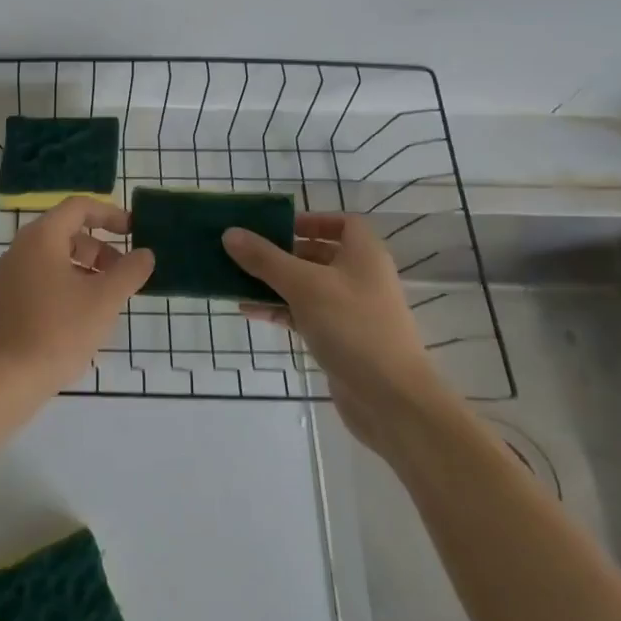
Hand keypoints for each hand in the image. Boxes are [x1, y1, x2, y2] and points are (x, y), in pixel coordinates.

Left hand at [0, 198, 155, 395]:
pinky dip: (70, 283)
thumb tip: (145, 254)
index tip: (135, 231)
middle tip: (126, 273)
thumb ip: (130, 271)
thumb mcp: (104, 299)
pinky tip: (85, 315)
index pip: (78, 207)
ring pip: (57, 257)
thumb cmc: (59, 330)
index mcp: (42, 237)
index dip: (110, 214)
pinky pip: (45, 277)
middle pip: (68, 232)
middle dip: (102, 248)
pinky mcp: (9, 299)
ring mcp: (12, 274)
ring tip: (110, 298)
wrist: (8, 377)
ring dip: (88, 268)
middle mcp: (22, 248)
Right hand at [223, 214, 450, 447]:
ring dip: (274, 282)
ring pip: (307, 286)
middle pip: (318, 253)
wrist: (391, 400)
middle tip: (245, 251)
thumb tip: (230, 233)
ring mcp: (351, 310)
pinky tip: (249, 310)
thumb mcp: (303, 285)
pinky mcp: (340, 339)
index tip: (277, 225)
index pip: (342, 223)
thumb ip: (265, 258)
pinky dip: (280, 309)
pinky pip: (304, 314)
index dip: (311, 219)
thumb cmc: (352, 327)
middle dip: (281, 252)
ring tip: (236, 279)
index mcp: (363, 254)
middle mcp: (360, 277)